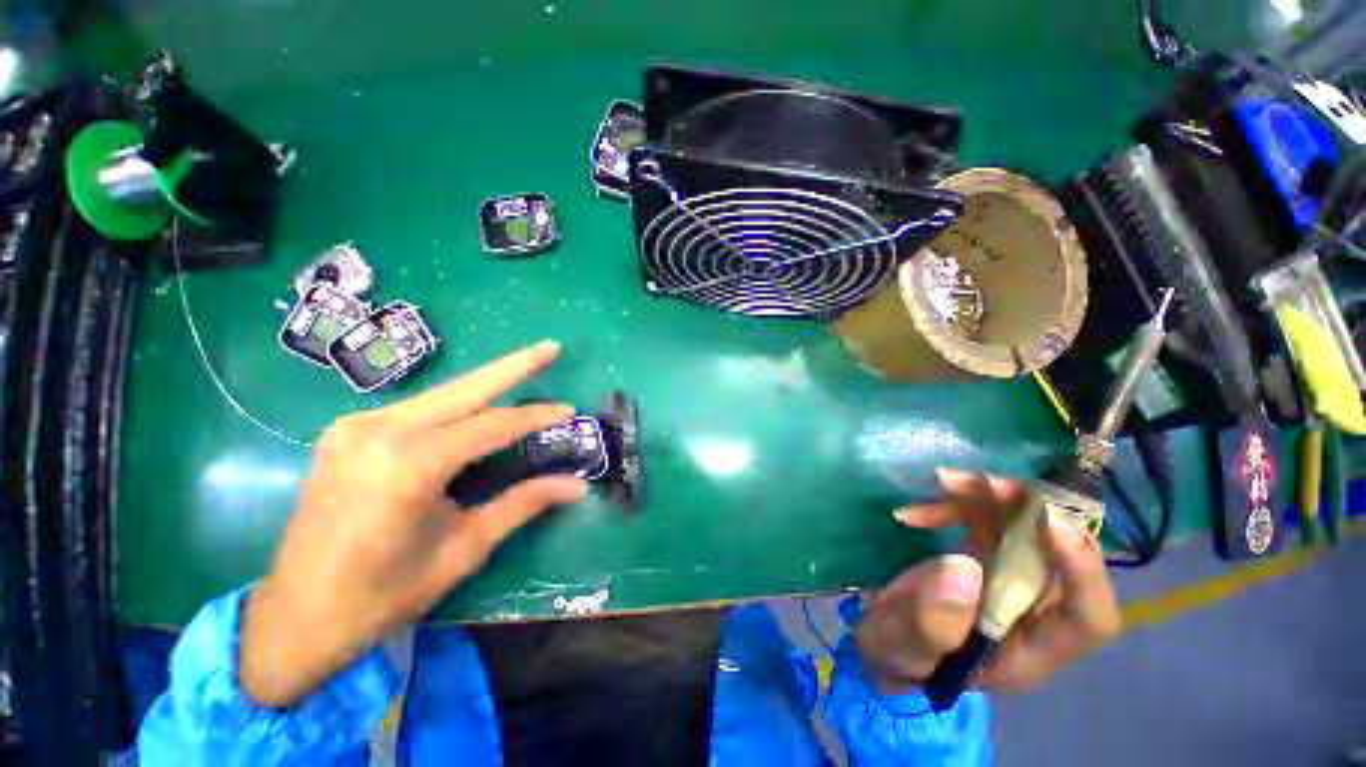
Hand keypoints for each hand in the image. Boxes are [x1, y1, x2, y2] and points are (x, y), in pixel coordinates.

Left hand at [240, 341, 587, 706]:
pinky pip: (416, 409)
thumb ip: (523, 504)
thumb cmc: (385, 593)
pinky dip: (454, 405)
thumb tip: (577, 486)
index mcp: (410, 463)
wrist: (297, 619)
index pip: (493, 425)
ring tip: (524, 371)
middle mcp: (381, 430)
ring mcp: (356, 427)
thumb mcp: (465, 548)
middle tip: (552, 347)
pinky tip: (474, 407)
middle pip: (466, 388)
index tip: (571, 411)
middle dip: (514, 365)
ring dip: (486, 385)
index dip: (537, 417)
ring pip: (442, 395)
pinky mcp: (346, 432)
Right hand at [856, 468, 1120, 695]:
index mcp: (1028, 649)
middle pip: (1062, 554)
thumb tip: (965, 568)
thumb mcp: (900, 644)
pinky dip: (956, 504)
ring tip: (942, 480)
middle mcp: (1034, 610)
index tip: (1047, 519)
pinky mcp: (987, 555)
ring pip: (1025, 526)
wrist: (884, 635)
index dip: (1083, 569)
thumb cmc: (896, 651)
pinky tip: (915, 510)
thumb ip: (930, 621)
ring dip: (988, 497)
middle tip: (983, 483)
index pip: (1089, 618)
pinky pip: (988, 519)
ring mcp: (1012, 578)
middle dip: (1029, 511)